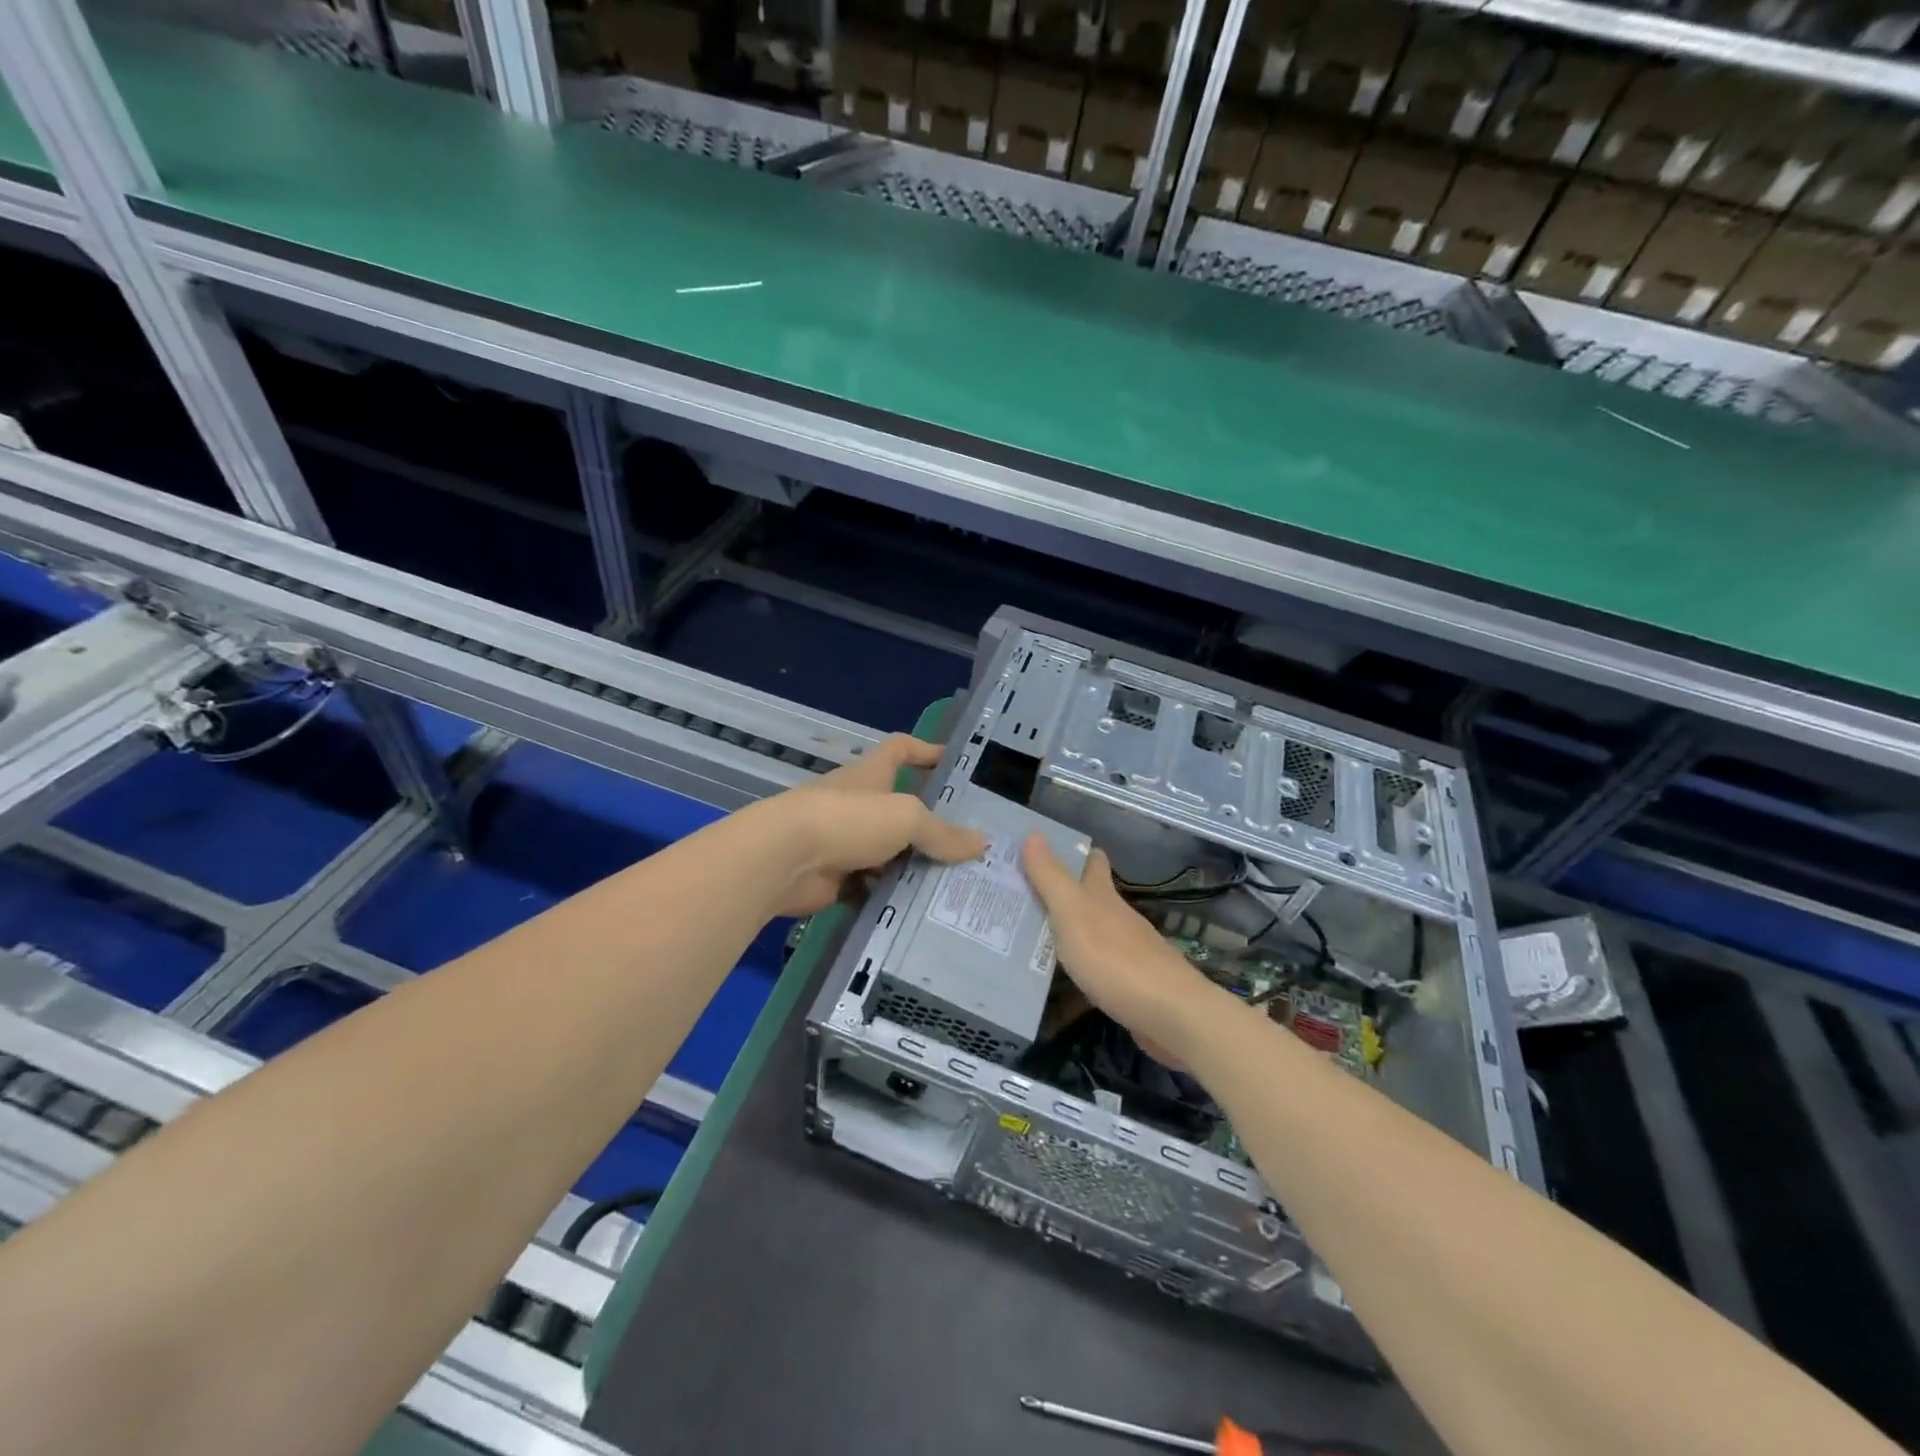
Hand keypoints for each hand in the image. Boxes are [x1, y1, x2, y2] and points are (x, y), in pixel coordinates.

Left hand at [758, 734, 985, 916]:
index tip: (951, 761)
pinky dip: (888, 899)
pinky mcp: (833, 879)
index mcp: (871, 776)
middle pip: (898, 809)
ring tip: (953, 885)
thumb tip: (981, 844)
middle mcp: (857, 805)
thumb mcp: (905, 818)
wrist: (784, 860)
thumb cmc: (847, 820)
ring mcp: (842, 842)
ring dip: (911, 868)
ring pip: (886, 854)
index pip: (900, 749)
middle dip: (929, 827)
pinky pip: (869, 888)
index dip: (924, 750)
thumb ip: (942, 833)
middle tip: (968, 847)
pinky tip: (918, 912)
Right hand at [1021, 835, 1223, 1062]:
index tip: (1038, 850)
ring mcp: (1125, 952)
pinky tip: (1055, 981)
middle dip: (1058, 892)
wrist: (1170, 1015)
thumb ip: (1051, 877)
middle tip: (1018, 894)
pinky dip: (1074, 968)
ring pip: (1089, 932)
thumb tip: (1034, 832)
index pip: (1092, 860)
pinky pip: (1093, 968)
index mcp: (1102, 895)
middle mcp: (1116, 917)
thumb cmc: (1115, 958)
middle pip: (1088, 896)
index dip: (1070, 852)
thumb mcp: (1073, 913)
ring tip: (1023, 936)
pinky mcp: (1128, 984)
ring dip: (1063, 931)